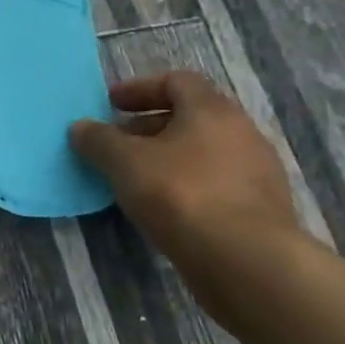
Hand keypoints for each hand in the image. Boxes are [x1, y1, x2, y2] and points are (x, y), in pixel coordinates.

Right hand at [69, 71, 300, 282]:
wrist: (247, 261)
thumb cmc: (180, 194)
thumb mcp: (123, 162)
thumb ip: (98, 140)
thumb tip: (81, 127)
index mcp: (212, 110)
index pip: (177, 81)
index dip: (140, 88)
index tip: (111, 105)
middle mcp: (243, 133)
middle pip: (191, 117)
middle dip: (149, 127)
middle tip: (117, 145)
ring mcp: (259, 173)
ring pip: (204, 153)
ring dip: (169, 159)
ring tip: (136, 179)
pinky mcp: (263, 210)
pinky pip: (217, 184)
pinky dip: (188, 186)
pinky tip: (165, 208)